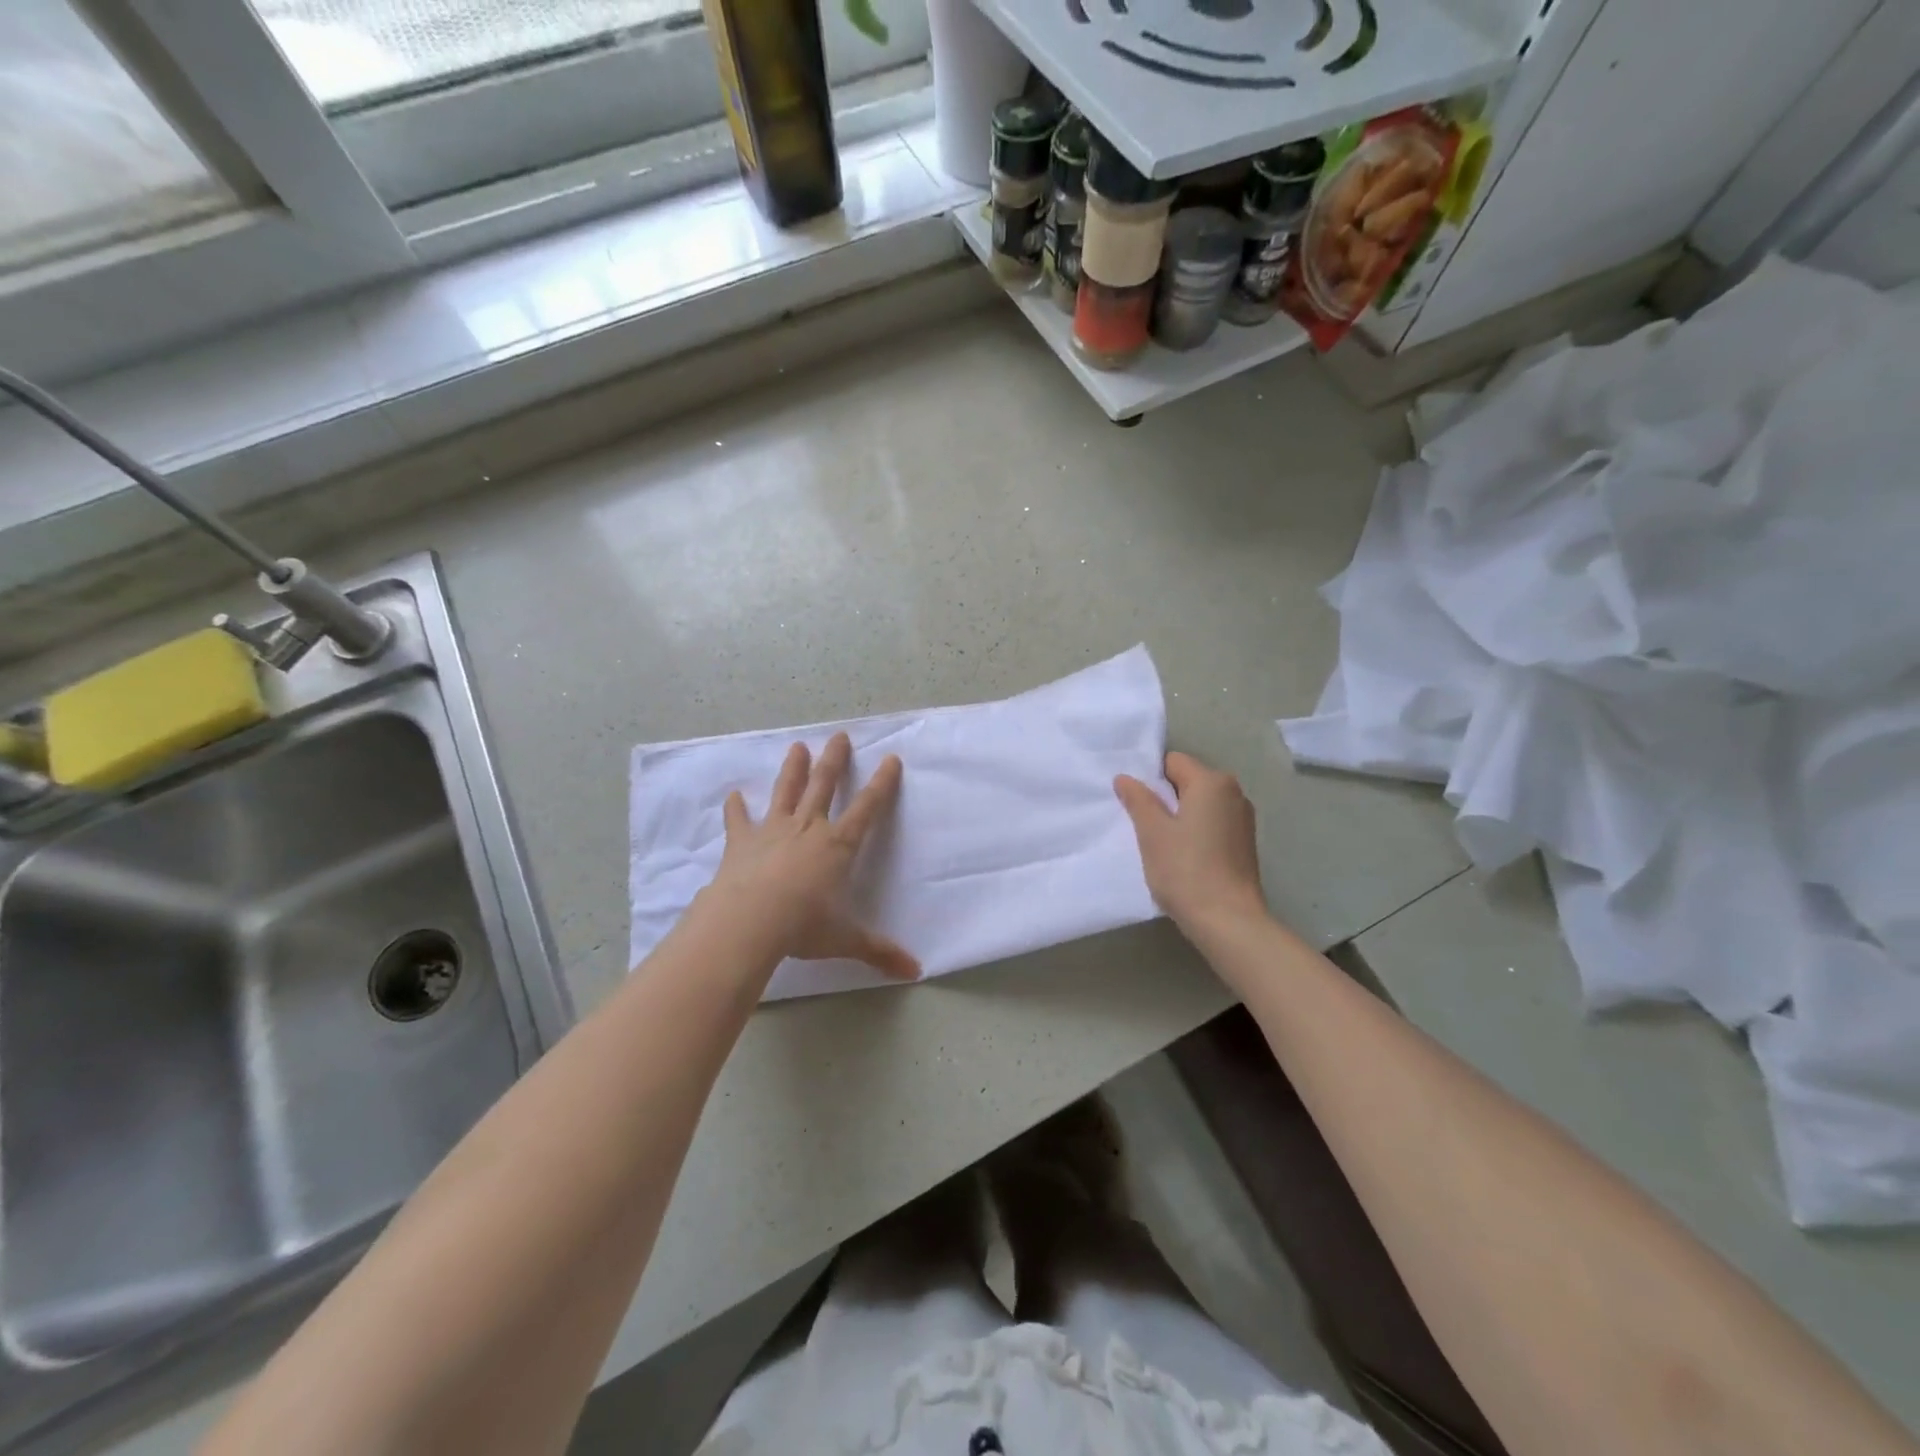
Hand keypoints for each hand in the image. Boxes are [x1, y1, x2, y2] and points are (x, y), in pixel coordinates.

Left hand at [703, 733, 918, 980]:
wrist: (749, 921)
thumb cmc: (803, 926)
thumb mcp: (846, 939)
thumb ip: (879, 951)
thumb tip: (916, 972)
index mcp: (838, 846)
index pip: (867, 808)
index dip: (882, 784)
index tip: (891, 759)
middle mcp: (808, 828)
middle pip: (824, 786)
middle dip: (834, 761)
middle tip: (840, 736)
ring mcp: (773, 831)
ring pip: (786, 791)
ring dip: (792, 769)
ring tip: (797, 747)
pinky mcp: (742, 843)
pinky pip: (739, 821)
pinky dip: (736, 808)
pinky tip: (734, 795)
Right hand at [1114, 752, 1267, 936]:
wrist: (1228, 921)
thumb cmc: (1185, 870)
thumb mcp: (1152, 832)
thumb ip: (1138, 799)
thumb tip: (1125, 778)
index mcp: (1213, 782)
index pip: (1173, 762)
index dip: (1150, 779)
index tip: (1134, 804)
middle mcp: (1234, 793)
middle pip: (1188, 781)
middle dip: (1164, 798)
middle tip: (1142, 825)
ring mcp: (1243, 819)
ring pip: (1200, 805)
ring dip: (1179, 817)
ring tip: (1161, 844)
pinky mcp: (1245, 844)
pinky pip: (1212, 824)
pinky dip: (1195, 833)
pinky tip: (1182, 858)